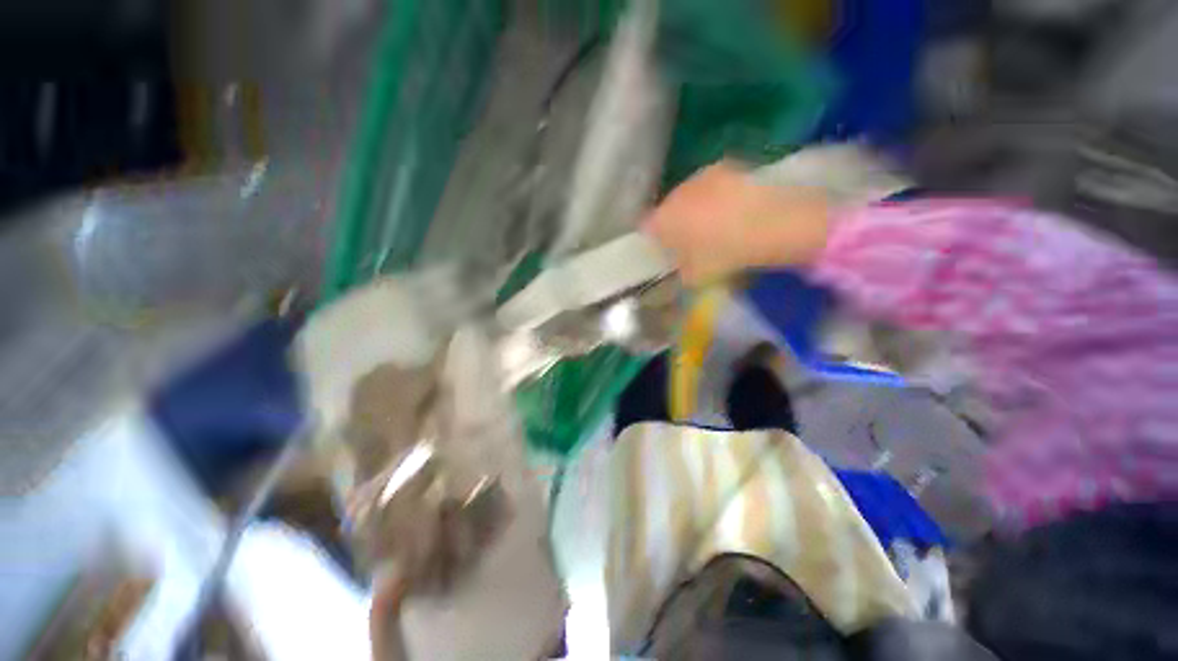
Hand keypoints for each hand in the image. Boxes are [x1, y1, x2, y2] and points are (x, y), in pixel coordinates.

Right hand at [642, 161, 832, 283]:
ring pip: (689, 194)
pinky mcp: (728, 166)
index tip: (661, 249)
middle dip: (673, 222)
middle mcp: (677, 192)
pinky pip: (712, 185)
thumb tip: (679, 270)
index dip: (652, 239)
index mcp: (664, 218)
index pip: (646, 227)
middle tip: (687, 240)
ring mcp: (702, 176)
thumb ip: (681, 273)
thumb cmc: (725, 254)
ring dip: (694, 207)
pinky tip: (731, 209)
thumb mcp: (697, 276)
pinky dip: (715, 196)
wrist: (771, 223)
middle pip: (667, 208)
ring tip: (712, 224)